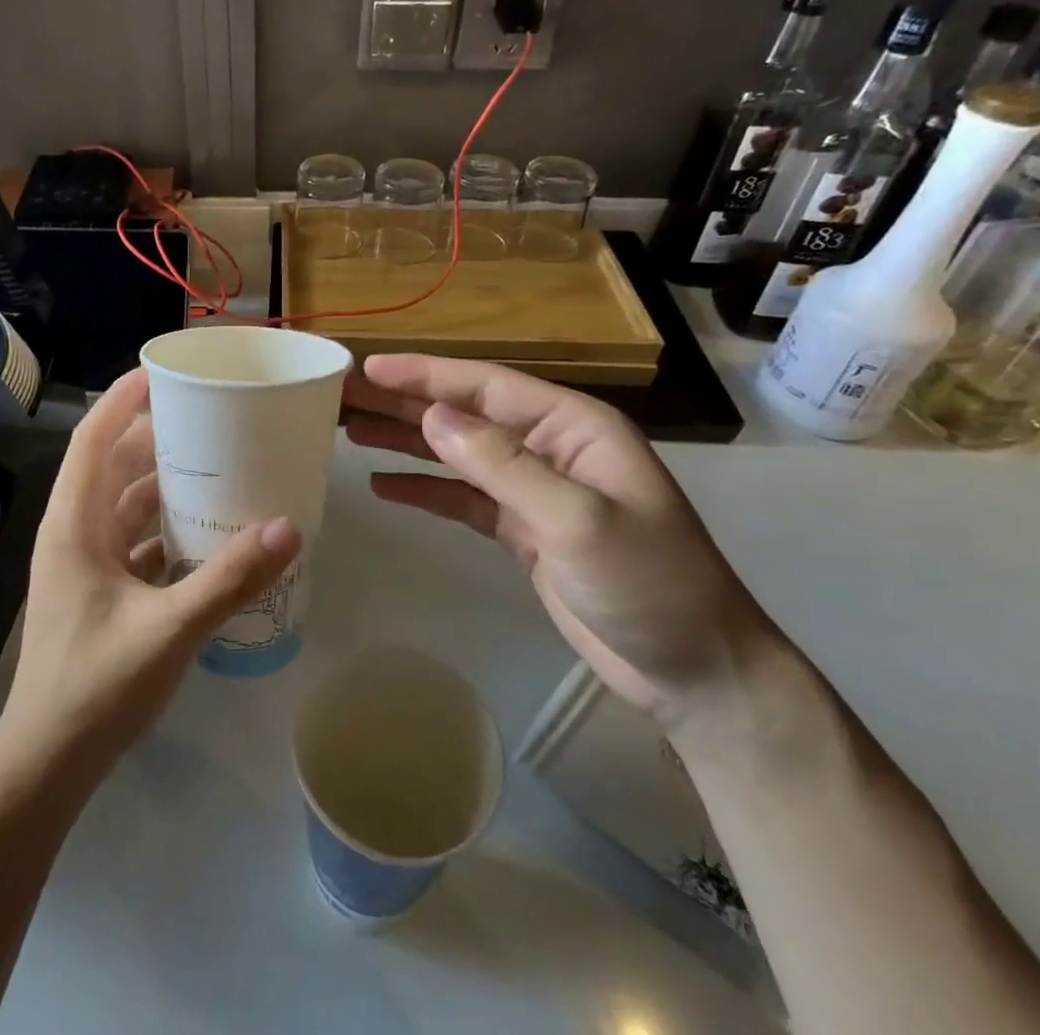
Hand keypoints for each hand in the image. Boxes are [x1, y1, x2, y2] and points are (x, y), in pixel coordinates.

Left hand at [0, 368, 301, 792]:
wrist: (47, 766)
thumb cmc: (95, 688)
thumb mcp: (170, 630)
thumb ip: (230, 579)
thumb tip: (289, 528)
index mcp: (74, 525)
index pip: (92, 439)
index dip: (123, 400)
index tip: (162, 372)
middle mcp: (74, 534)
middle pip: (111, 466)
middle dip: (155, 439)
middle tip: (208, 421)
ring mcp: (84, 565)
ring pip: (123, 505)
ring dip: (162, 485)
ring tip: (214, 467)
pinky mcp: (98, 592)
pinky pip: (133, 541)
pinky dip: (164, 528)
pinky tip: (204, 533)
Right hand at [343, 353, 778, 723]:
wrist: (695, 672)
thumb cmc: (649, 585)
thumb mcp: (578, 519)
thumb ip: (503, 465)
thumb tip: (433, 416)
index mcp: (572, 427)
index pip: (486, 385)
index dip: (425, 374)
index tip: (370, 367)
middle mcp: (549, 447)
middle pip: (464, 414)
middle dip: (404, 403)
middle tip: (344, 395)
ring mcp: (535, 489)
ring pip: (457, 453)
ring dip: (406, 441)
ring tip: (351, 431)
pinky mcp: (523, 529)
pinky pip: (462, 498)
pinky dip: (424, 490)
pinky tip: (383, 486)